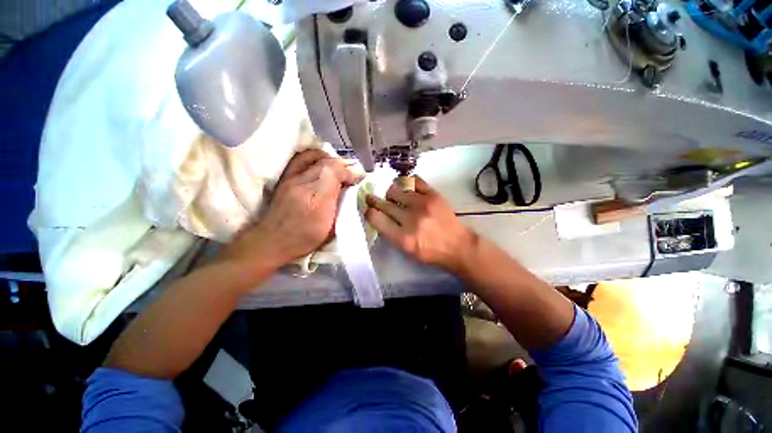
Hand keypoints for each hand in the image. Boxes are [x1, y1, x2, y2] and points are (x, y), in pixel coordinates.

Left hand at [223, 149, 353, 269]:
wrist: (273, 241)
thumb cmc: (306, 238)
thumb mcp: (331, 227)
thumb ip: (341, 205)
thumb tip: (349, 188)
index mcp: (318, 199)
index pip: (336, 172)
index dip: (349, 173)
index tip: (355, 181)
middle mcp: (304, 184)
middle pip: (327, 163)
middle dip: (343, 167)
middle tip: (349, 176)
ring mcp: (292, 178)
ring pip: (315, 158)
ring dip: (330, 160)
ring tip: (337, 169)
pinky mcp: (285, 178)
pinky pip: (301, 159)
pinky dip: (314, 156)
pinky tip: (320, 163)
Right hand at [365, 176, 475, 272]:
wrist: (457, 245)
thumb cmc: (430, 251)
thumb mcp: (407, 250)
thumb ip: (390, 233)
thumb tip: (377, 215)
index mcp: (403, 237)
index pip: (376, 218)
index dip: (368, 212)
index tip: (369, 210)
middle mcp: (411, 219)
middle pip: (383, 203)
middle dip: (374, 200)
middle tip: (372, 198)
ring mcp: (423, 204)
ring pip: (395, 189)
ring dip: (390, 193)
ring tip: (393, 196)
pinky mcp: (433, 195)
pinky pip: (413, 181)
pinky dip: (406, 183)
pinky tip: (406, 188)